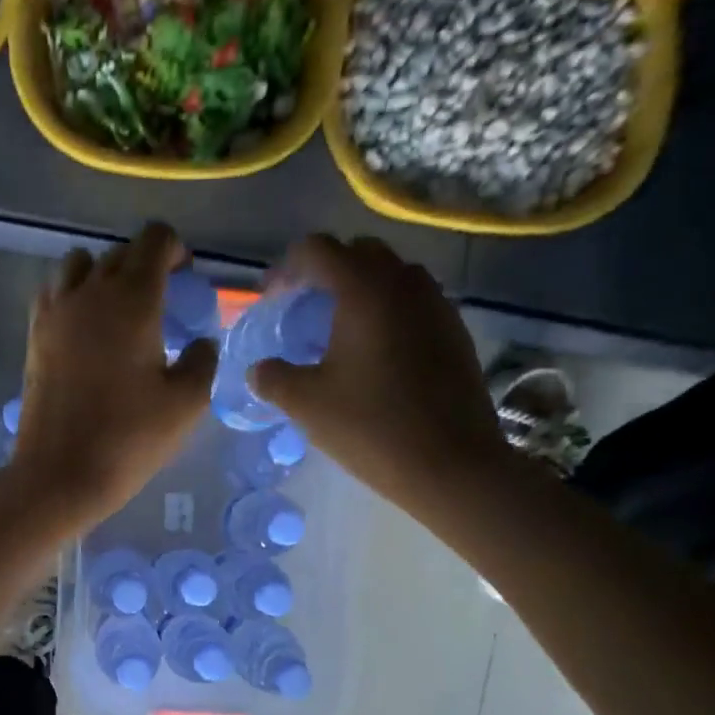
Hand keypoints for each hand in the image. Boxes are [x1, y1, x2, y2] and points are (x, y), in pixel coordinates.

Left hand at [4, 223, 215, 533]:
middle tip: (161, 300)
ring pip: (79, 265)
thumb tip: (201, 342)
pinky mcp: (34, 335)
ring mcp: (55, 312)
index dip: (175, 248)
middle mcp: (89, 292)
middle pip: (119, 252)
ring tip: (118, 310)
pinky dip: (72, 294)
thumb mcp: (187, 403)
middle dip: (144, 264)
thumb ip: (204, 360)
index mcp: (132, 300)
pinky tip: (85, 328)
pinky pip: (54, 292)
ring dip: (103, 274)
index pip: (154, 239)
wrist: (59, 473)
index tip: (185, 276)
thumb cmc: (129, 438)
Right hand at [250, 235, 509, 520]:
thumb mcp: (306, 404)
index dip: (286, 269)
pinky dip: (387, 312)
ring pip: (391, 276)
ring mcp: (437, 305)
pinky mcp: (455, 331)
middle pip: (358, 253)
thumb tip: (258, 369)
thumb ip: (273, 378)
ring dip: (360, 290)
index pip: (317, 250)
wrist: (451, 464)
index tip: (271, 300)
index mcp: (363, 290)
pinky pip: (413, 302)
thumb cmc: (370, 427)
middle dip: (325, 272)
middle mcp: (404, 284)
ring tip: (338, 330)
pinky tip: (374, 354)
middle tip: (302, 309)